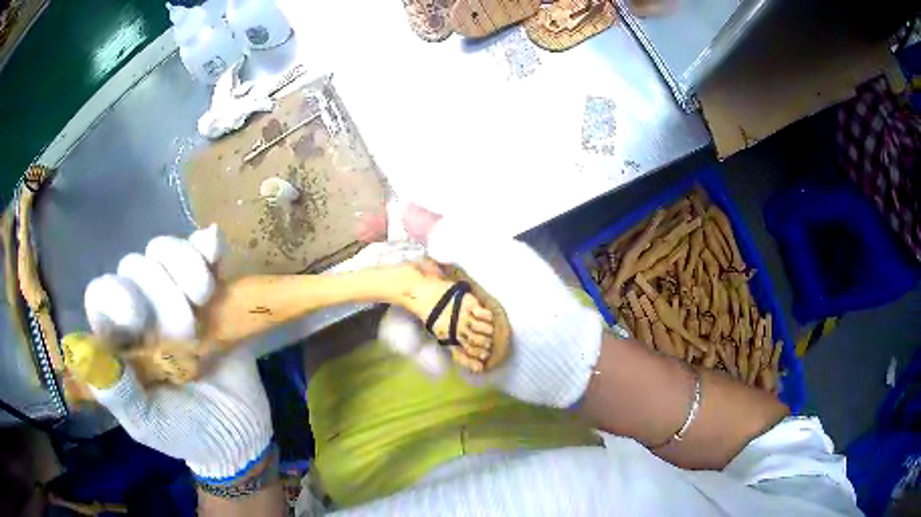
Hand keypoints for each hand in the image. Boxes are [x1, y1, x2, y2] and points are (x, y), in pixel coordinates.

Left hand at [68, 226, 272, 481]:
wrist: (238, 432)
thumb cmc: (187, 432)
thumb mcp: (149, 425)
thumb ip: (120, 396)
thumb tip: (91, 359)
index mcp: (119, 339)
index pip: (102, 292)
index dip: (117, 295)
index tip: (140, 321)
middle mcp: (141, 310)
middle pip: (134, 266)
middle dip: (162, 296)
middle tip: (187, 336)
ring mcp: (174, 295)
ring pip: (163, 250)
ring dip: (183, 267)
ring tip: (204, 300)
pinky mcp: (209, 289)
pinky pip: (201, 249)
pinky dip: (206, 247)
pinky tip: (214, 252)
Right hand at [383, 204, 604, 407]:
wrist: (556, 363)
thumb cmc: (534, 305)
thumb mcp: (500, 263)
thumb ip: (455, 236)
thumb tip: (408, 209)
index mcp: (466, 251)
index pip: (420, 231)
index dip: (390, 227)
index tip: (362, 231)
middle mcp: (453, 278)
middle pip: (401, 276)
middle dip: (391, 298)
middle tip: (396, 317)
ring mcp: (448, 313)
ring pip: (402, 315)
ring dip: (405, 336)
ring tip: (425, 356)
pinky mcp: (447, 345)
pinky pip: (416, 345)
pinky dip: (422, 356)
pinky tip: (440, 368)